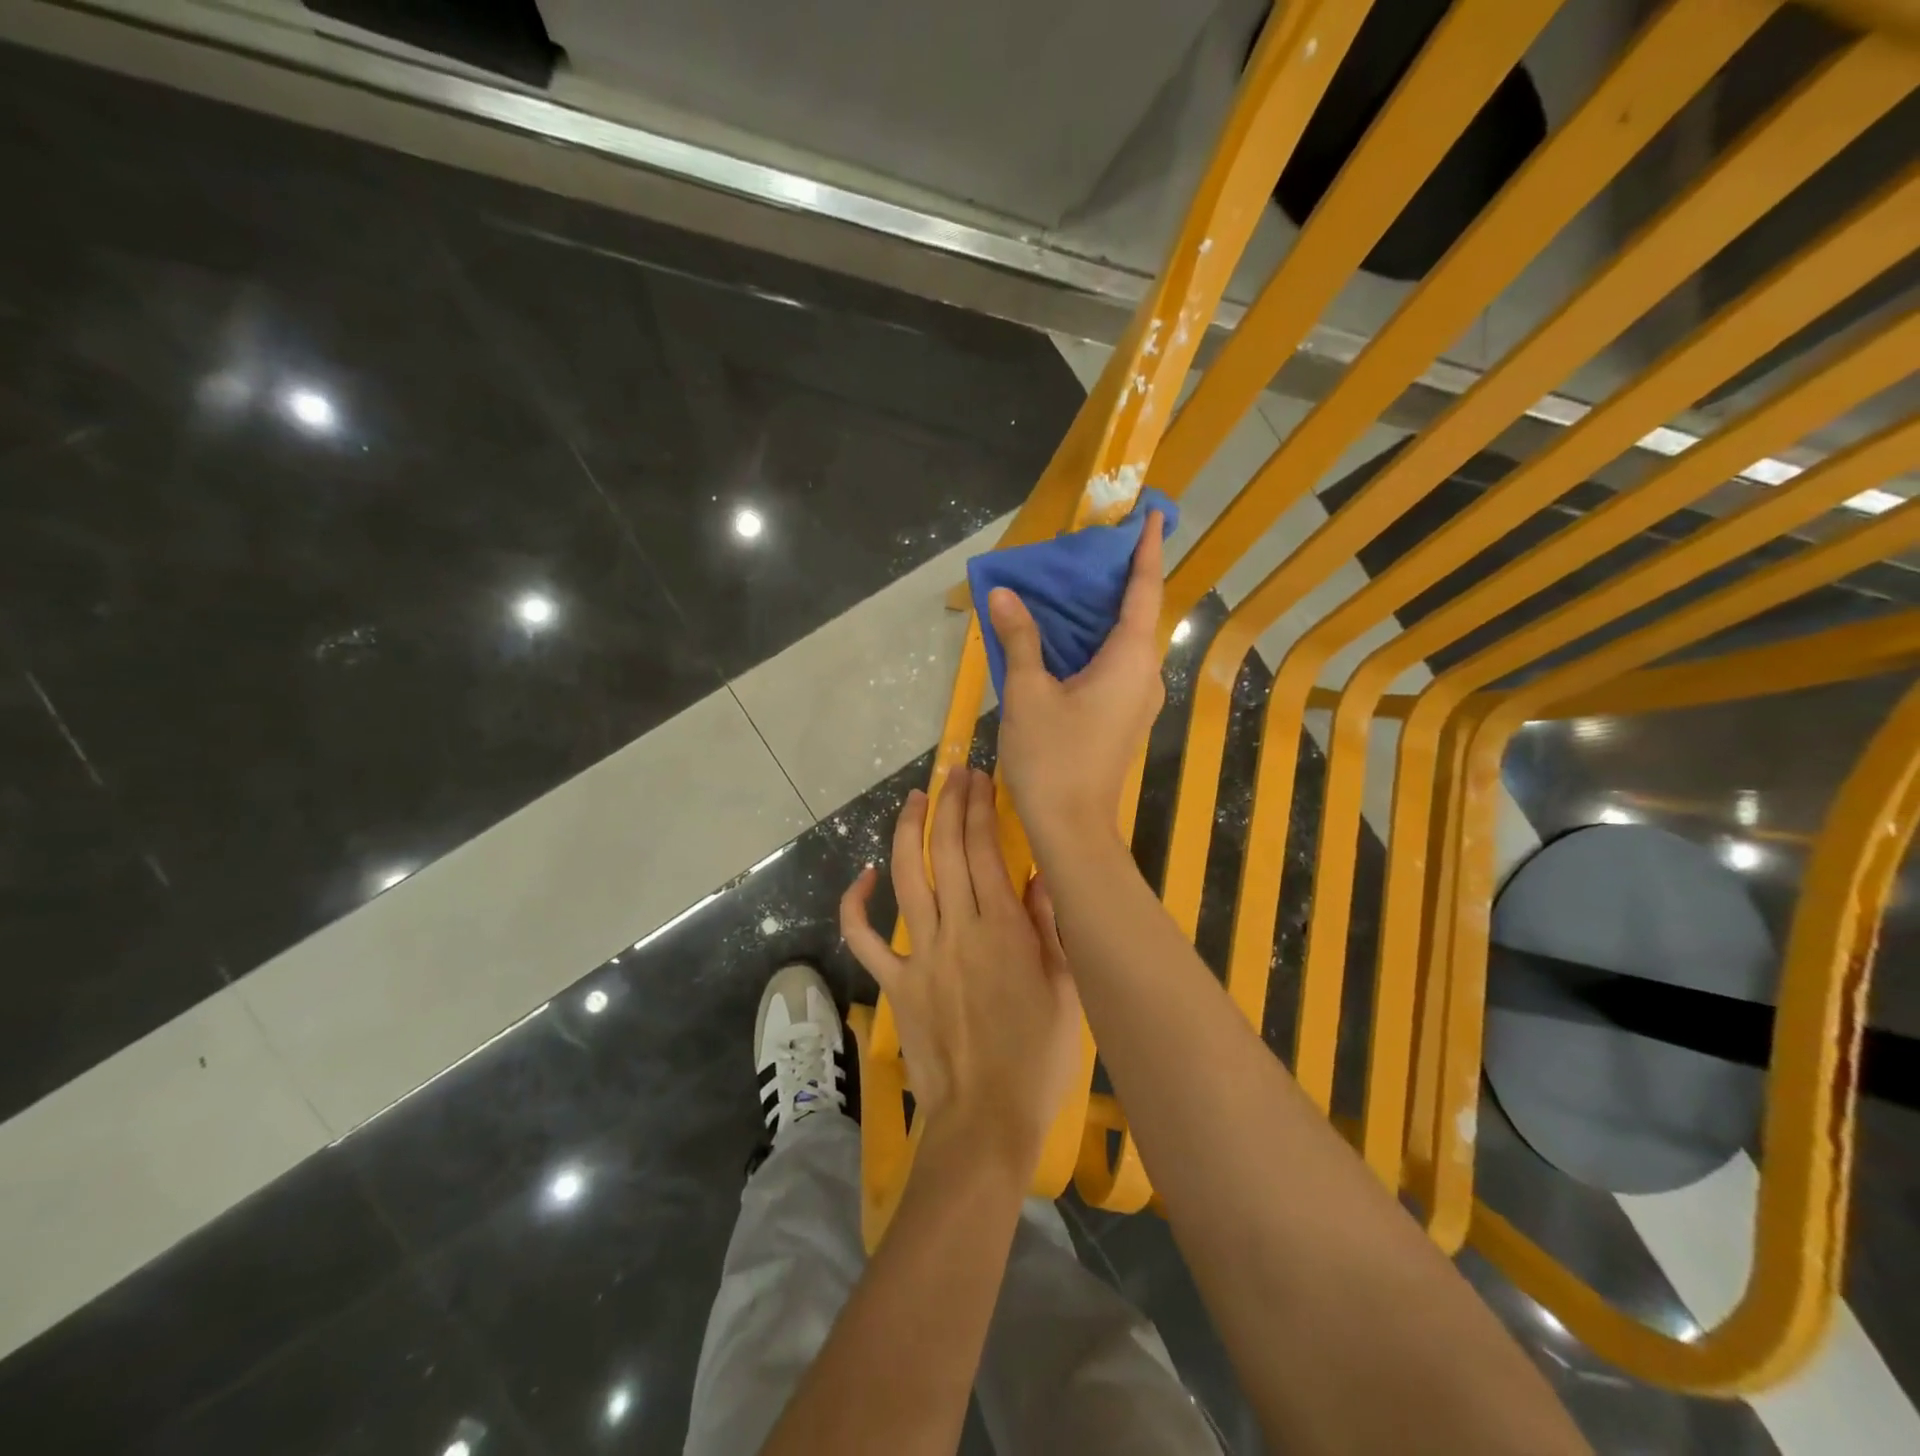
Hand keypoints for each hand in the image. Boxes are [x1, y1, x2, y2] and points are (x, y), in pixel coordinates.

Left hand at [841, 767, 1082, 1170]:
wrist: (986, 1120)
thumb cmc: (1038, 1060)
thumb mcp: (1065, 990)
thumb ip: (1049, 928)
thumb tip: (1039, 875)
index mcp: (1003, 929)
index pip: (985, 850)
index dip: (980, 807)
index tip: (979, 778)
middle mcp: (958, 930)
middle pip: (946, 851)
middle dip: (949, 803)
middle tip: (953, 772)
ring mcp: (920, 954)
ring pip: (908, 878)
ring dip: (909, 831)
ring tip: (915, 798)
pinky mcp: (895, 983)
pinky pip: (865, 939)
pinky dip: (856, 905)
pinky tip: (864, 876)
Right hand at [988, 512, 1166, 855]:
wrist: (1071, 827)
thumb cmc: (1052, 758)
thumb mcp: (1028, 693)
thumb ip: (1020, 639)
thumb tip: (1004, 594)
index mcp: (1130, 660)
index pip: (1144, 591)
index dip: (1147, 550)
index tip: (1153, 514)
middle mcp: (1144, 674)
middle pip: (1136, 614)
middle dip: (1118, 578)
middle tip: (1091, 546)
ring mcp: (1137, 699)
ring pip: (1124, 641)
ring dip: (1103, 612)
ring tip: (1072, 583)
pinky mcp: (1124, 717)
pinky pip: (1115, 664)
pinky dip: (1095, 641)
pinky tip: (1065, 636)